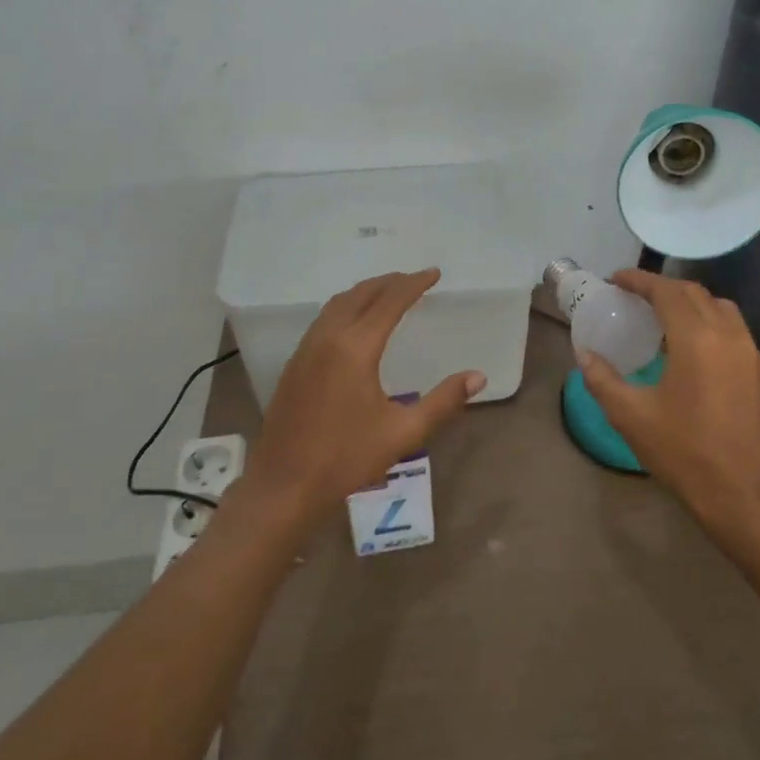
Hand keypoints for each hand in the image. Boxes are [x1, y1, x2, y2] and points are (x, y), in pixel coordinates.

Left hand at [238, 269, 485, 529]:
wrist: (282, 486)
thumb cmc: (345, 459)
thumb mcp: (403, 433)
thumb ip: (443, 402)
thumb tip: (477, 377)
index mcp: (355, 347)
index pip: (390, 301)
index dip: (414, 284)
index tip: (434, 273)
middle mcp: (328, 337)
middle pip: (361, 294)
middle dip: (390, 281)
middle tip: (415, 279)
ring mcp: (306, 348)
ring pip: (338, 303)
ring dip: (366, 291)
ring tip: (389, 292)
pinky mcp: (295, 363)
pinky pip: (324, 318)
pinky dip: (347, 306)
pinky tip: (356, 322)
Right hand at [579, 270, 759, 527]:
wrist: (745, 495)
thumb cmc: (684, 453)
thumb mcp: (631, 417)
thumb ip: (603, 379)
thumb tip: (584, 354)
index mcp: (696, 339)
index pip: (666, 291)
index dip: (639, 280)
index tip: (616, 279)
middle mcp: (727, 334)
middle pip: (694, 293)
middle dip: (662, 287)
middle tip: (633, 296)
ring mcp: (749, 351)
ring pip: (718, 307)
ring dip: (688, 302)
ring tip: (661, 316)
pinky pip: (733, 327)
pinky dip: (708, 321)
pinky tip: (689, 345)